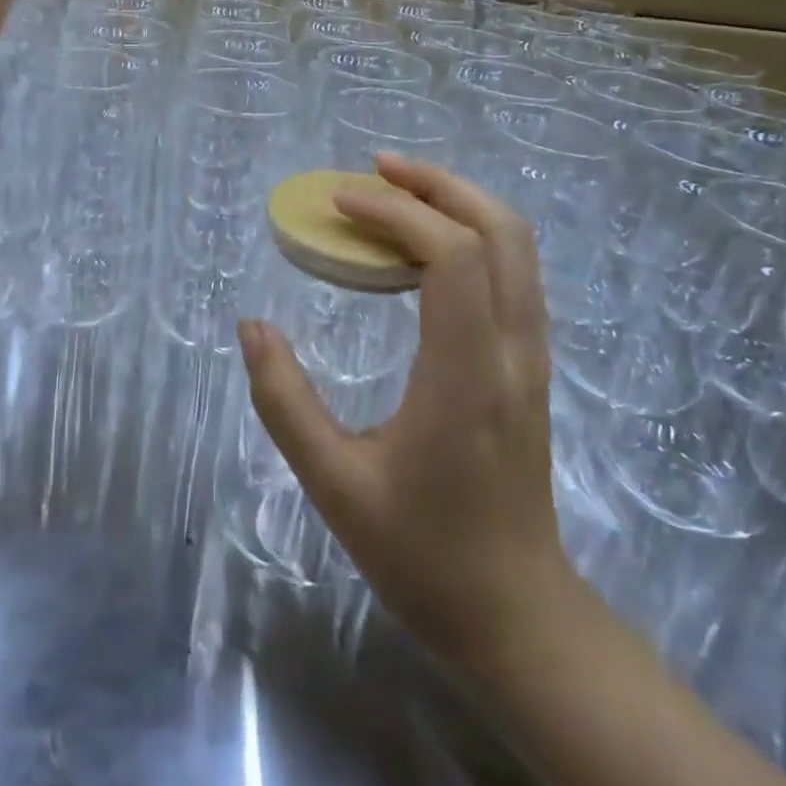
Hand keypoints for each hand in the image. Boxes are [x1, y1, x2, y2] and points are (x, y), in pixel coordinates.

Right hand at [238, 153, 577, 662]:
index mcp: (467, 376)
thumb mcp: (333, 484)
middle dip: (437, 184)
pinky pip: (512, 275)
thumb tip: (252, 327)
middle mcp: (513, 352)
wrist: (515, 616)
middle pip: (501, 230)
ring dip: (457, 204)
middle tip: (374, 169)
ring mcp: (532, 359)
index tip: (337, 202)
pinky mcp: (530, 369)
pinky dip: (470, 237)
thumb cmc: (421, 554)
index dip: (395, 212)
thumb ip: (285, 401)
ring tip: (393, 194)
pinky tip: (420, 251)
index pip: (451, 255)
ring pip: (517, 248)